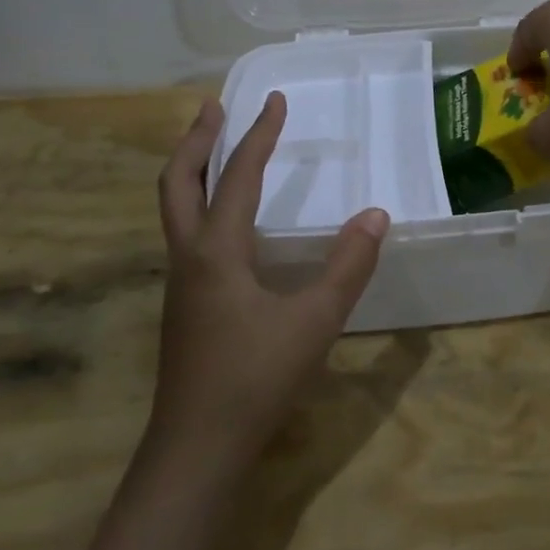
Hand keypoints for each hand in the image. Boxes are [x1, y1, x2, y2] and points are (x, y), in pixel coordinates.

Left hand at [151, 93, 388, 467]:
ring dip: (192, 168)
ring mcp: (180, 281)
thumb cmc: (255, 380)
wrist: (196, 449)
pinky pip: (185, 232)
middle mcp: (189, 256)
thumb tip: (375, 215)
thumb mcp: (314, 321)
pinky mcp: (184, 302)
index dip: (259, 135)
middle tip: (215, 106)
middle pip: (178, 181)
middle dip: (197, 139)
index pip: (238, 176)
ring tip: (215, 147)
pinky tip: (225, 219)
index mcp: (216, 250)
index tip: (275, 100)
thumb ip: (348, 266)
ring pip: (174, 208)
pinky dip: (198, 202)